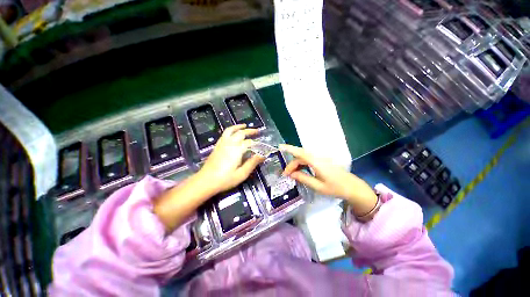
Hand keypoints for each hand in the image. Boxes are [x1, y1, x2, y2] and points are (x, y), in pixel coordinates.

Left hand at [199, 124, 264, 194]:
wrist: (205, 181)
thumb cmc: (225, 179)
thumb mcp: (242, 174)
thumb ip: (252, 163)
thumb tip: (263, 155)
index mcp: (237, 150)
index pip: (249, 143)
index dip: (257, 143)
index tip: (262, 146)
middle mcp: (230, 143)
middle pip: (241, 133)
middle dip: (250, 131)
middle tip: (257, 131)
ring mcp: (222, 143)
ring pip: (231, 130)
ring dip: (239, 127)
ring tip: (245, 125)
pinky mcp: (217, 146)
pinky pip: (224, 134)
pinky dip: (231, 130)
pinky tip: (233, 133)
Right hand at [280, 144, 377, 214]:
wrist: (352, 187)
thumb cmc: (336, 188)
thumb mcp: (318, 186)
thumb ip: (303, 178)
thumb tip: (291, 174)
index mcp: (317, 162)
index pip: (300, 153)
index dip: (289, 149)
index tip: (280, 147)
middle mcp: (318, 158)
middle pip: (300, 156)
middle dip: (291, 164)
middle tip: (286, 175)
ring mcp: (321, 159)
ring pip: (304, 158)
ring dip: (296, 164)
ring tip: (291, 174)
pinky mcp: (322, 161)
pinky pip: (309, 160)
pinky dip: (302, 165)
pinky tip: (300, 172)